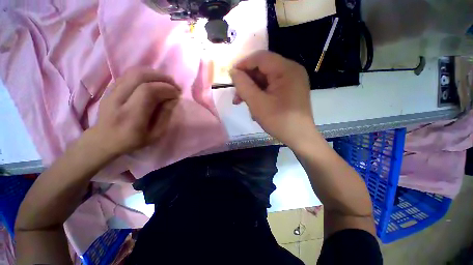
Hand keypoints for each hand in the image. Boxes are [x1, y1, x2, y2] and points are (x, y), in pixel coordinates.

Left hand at [90, 68, 180, 155]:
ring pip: (133, 72)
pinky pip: (128, 74)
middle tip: (174, 85)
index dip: (166, 88)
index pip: (148, 92)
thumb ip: (165, 115)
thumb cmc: (133, 140)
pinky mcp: (109, 88)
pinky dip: (145, 74)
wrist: (104, 140)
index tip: (177, 94)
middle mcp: (117, 101)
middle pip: (139, 77)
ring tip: (166, 82)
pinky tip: (153, 82)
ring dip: (154, 74)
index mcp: (130, 117)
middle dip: (162, 78)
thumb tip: (173, 98)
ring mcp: (111, 92)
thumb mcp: (155, 134)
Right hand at [230, 51, 317, 148]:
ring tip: (243, 103)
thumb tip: (233, 72)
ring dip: (252, 89)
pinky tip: (255, 105)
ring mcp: (292, 80)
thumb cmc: (279, 121)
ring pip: (266, 79)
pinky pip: (272, 86)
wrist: (300, 137)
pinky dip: (261, 94)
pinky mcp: (291, 89)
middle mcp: (291, 70)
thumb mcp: (257, 103)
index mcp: (286, 69)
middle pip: (263, 68)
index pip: (260, 58)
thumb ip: (243, 85)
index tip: (231, 76)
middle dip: (247, 81)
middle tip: (236, 96)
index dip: (243, 64)